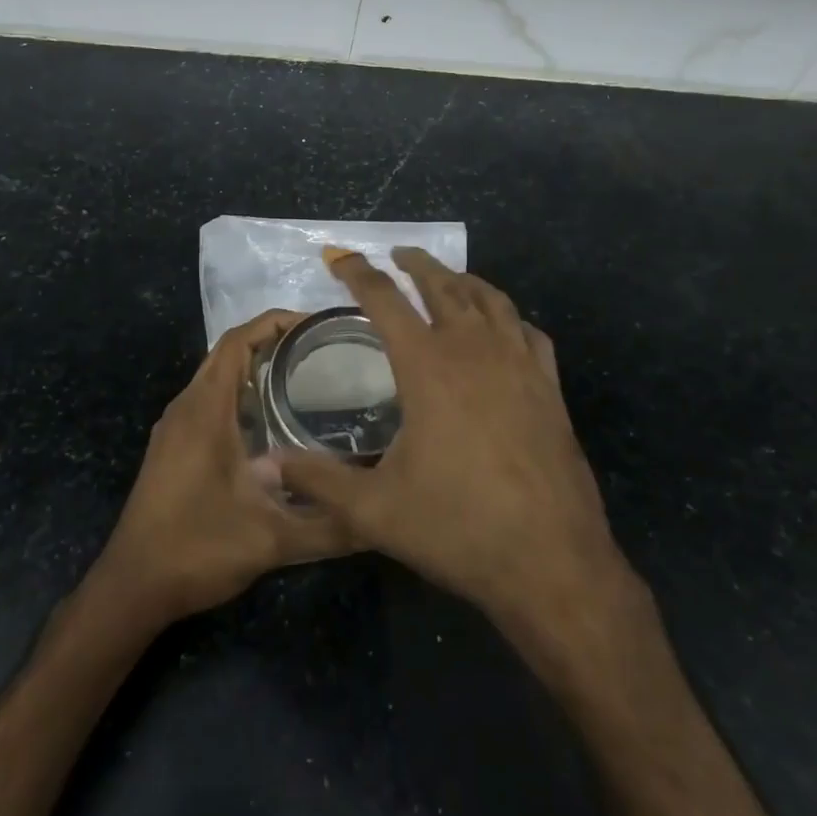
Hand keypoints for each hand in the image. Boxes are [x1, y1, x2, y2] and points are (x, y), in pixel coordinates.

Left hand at [93, 310, 351, 625]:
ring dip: (255, 367)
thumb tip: (378, 517)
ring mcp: (175, 428)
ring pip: (217, 377)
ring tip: (306, 377)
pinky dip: (240, 394)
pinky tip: (272, 421)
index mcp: (205, 410)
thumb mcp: (271, 540)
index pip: (237, 341)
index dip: (275, 322)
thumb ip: (328, 528)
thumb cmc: (196, 549)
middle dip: (272, 341)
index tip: (317, 324)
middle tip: (322, 349)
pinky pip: (209, 401)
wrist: (132, 587)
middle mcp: (186, 407)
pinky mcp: (173, 448)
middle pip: (228, 352)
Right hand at [276, 249, 626, 631]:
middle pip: (443, 286)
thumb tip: (264, 464)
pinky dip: (509, 317)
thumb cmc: (457, 528)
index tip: (339, 256)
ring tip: (447, 278)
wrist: (551, 561)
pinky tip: (503, 328)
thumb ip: (317, 480)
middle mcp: (474, 350)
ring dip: (463, 281)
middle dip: (416, 264)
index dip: (357, 273)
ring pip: (490, 300)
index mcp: (427, 366)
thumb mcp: (374, 510)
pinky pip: (529, 333)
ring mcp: (519, 365)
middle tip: (398, 254)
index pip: (384, 300)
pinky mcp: (550, 387)